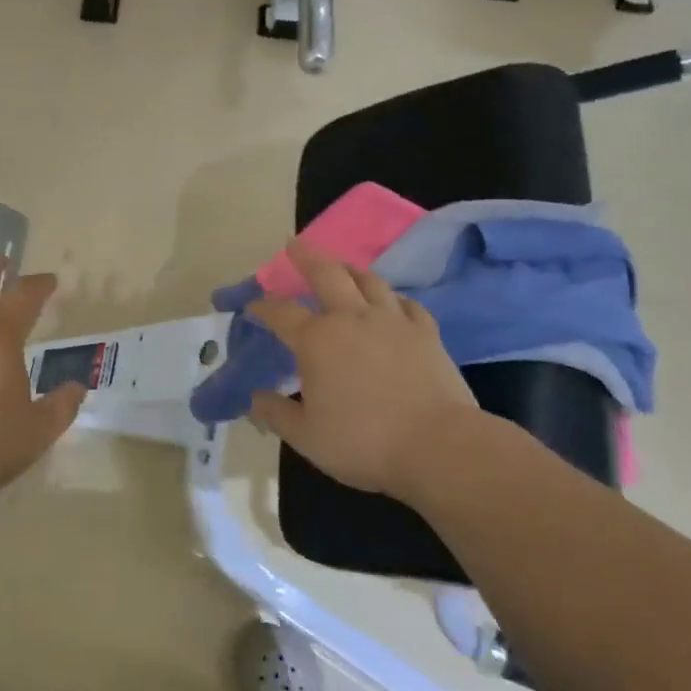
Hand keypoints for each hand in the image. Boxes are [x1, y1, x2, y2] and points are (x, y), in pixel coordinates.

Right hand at [245, 241, 484, 500]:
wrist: (438, 446)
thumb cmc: (363, 442)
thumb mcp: (307, 437)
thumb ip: (277, 413)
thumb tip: (255, 399)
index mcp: (317, 340)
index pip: (281, 313)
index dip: (263, 307)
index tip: (252, 307)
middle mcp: (352, 319)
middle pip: (327, 274)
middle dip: (307, 257)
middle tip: (295, 244)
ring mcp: (393, 321)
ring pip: (369, 280)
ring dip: (350, 268)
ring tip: (341, 265)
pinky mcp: (426, 332)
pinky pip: (406, 303)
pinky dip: (392, 297)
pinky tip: (390, 301)